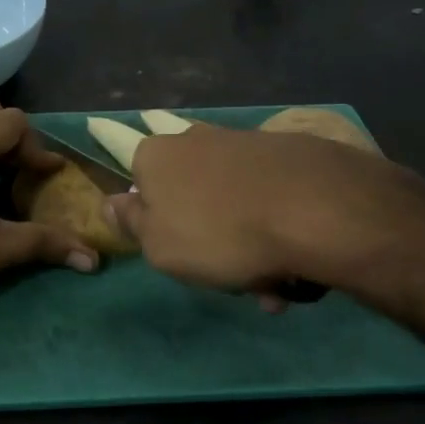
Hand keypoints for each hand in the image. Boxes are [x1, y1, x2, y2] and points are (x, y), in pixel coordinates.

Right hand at [106, 126, 424, 307]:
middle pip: (191, 195)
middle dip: (208, 238)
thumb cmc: (218, 233)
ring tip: (272, 284)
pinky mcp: (285, 151)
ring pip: (233, 202)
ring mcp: (242, 142)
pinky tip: (294, 263)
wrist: (313, 207)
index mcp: (155, 156)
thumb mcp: (158, 246)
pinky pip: (268, 198)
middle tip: (233, 280)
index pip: (140, 185)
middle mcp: (194, 139)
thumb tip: (111, 202)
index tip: (180, 256)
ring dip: (247, 244)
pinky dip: (276, 229)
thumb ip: (131, 223)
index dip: (157, 224)